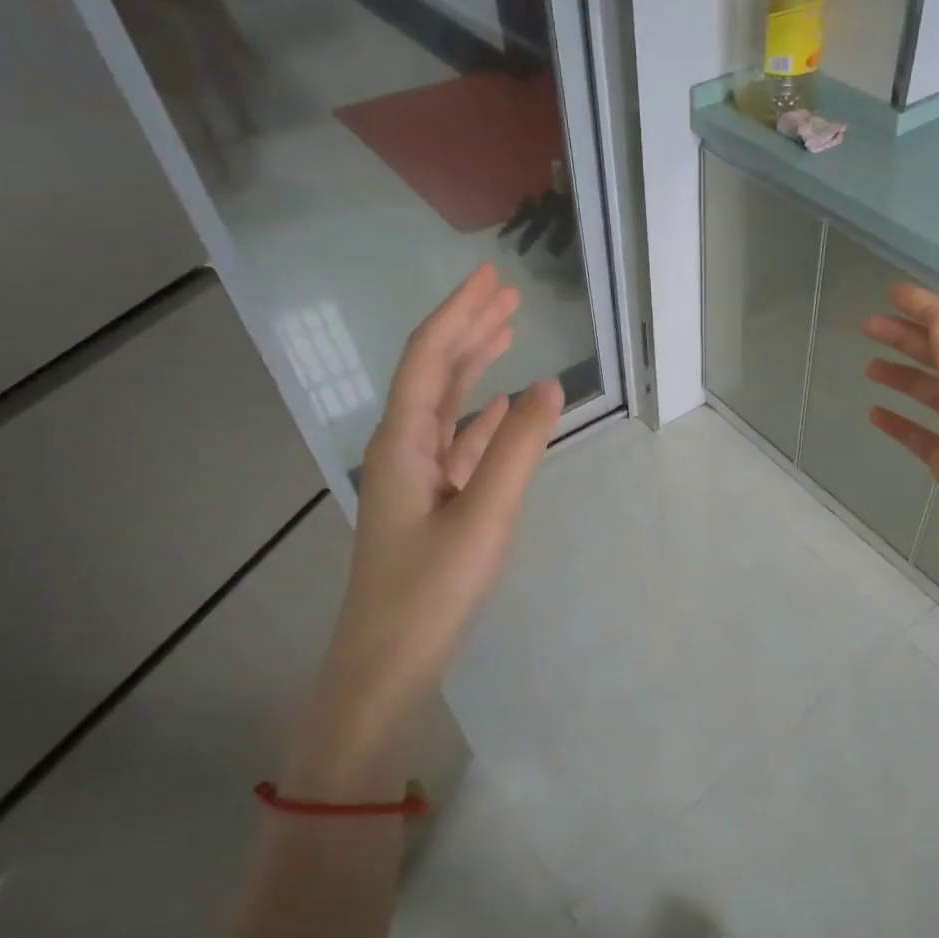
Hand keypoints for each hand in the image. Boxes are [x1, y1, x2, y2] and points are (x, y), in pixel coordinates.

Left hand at [281, 265, 561, 800]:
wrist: (388, 662)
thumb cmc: (432, 589)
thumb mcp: (485, 514)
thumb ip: (518, 448)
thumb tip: (551, 385)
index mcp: (404, 441)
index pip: (429, 357)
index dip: (459, 312)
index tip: (491, 276)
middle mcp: (403, 448)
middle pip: (434, 373)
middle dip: (468, 329)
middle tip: (506, 295)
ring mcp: (417, 478)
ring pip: (446, 406)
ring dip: (474, 367)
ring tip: (506, 334)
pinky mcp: (432, 504)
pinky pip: (457, 444)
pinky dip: (480, 418)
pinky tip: (497, 408)